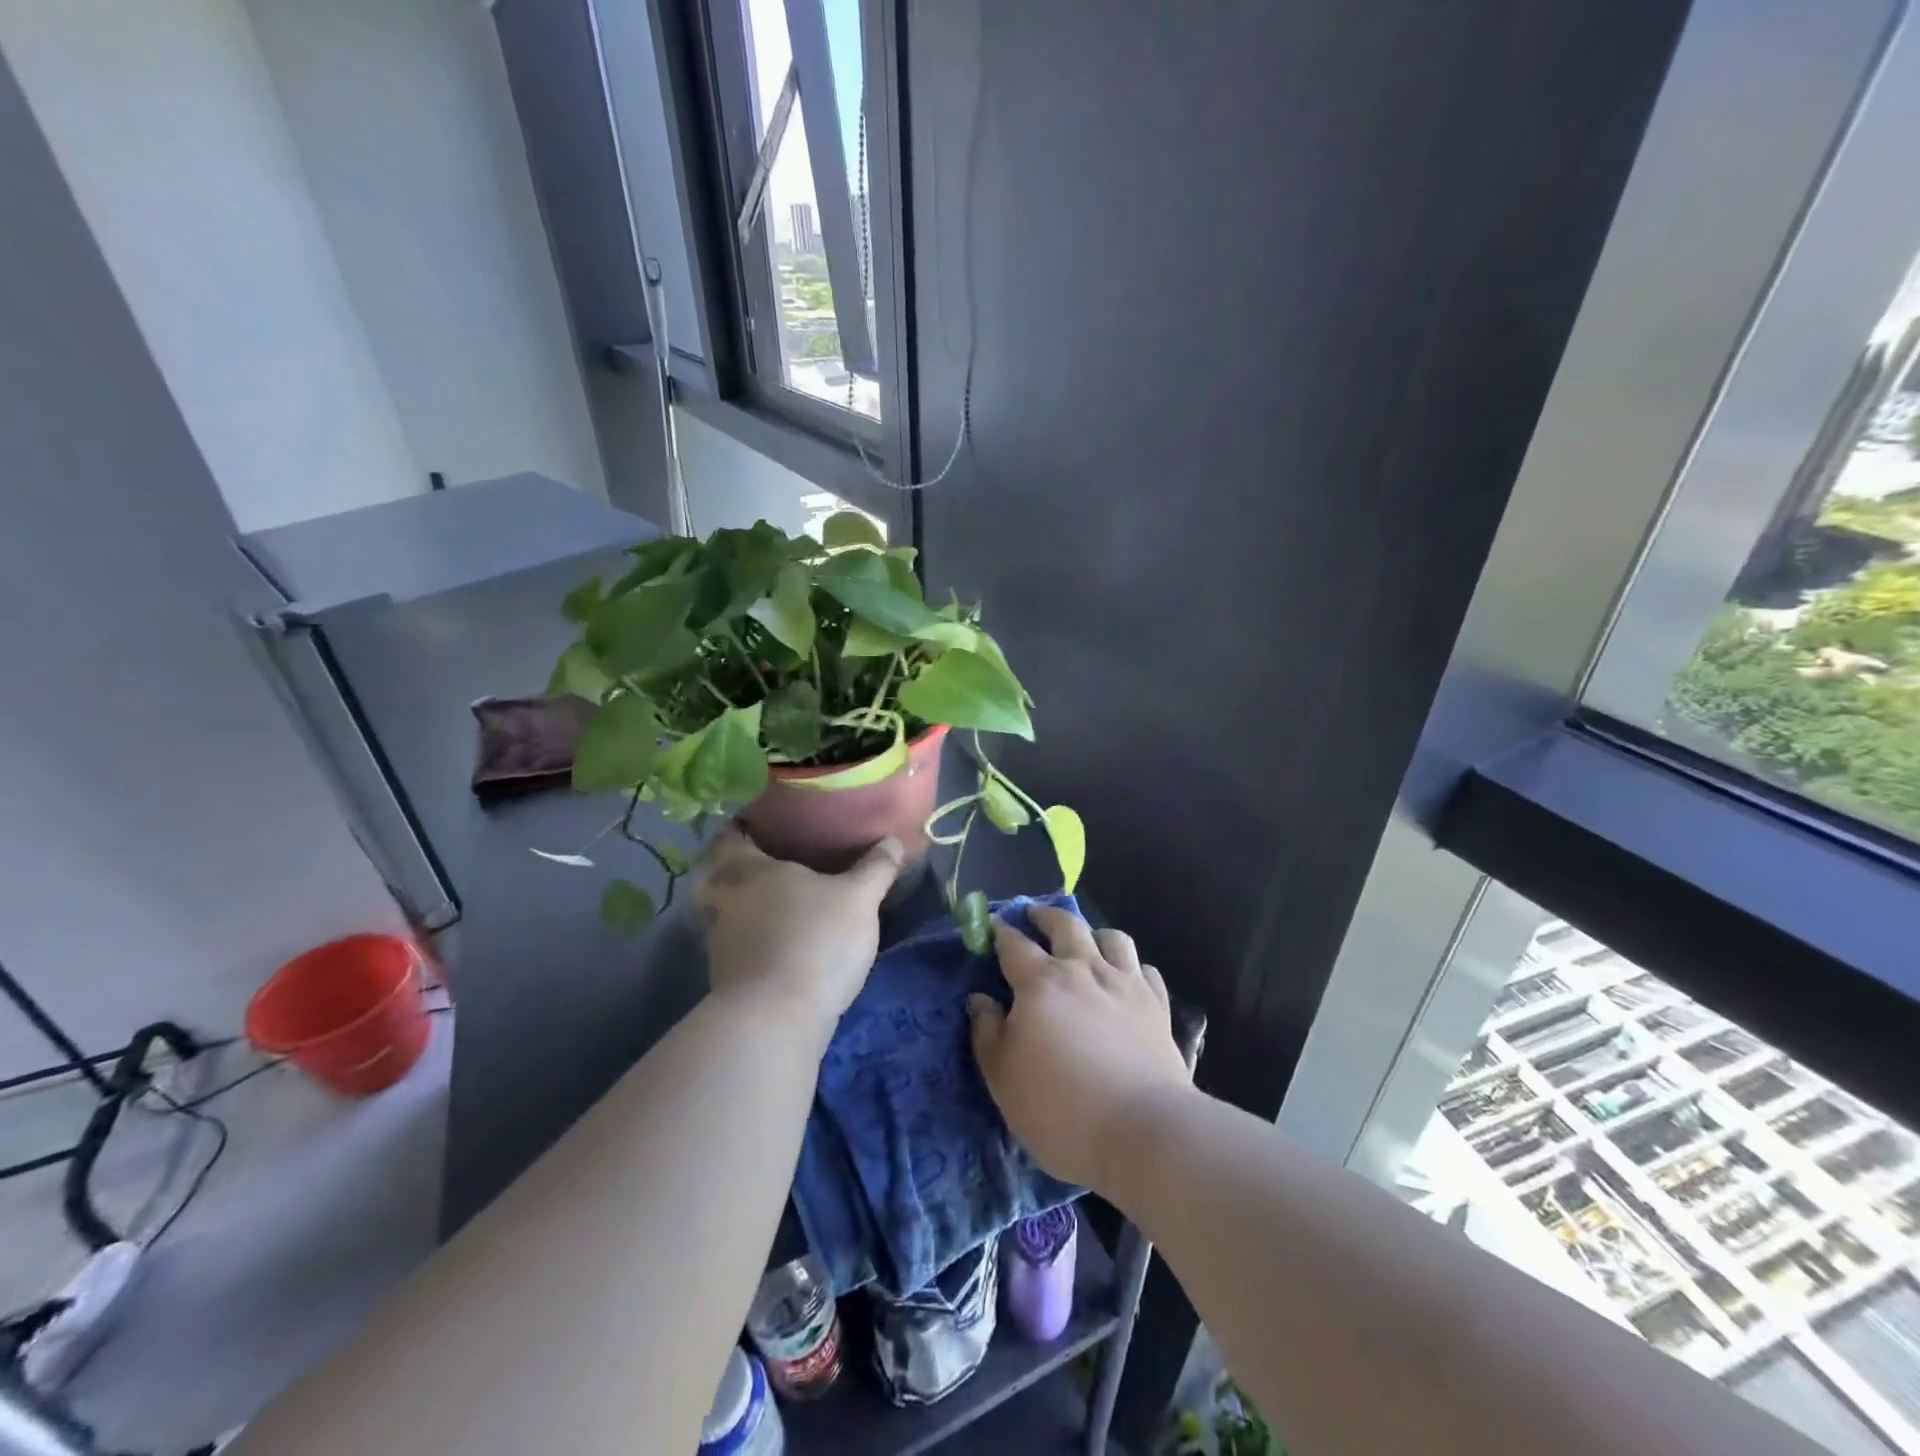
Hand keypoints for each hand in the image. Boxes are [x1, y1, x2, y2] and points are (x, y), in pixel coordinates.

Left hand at [692, 824, 902, 1033]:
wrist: (775, 1018)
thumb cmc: (815, 939)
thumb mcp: (859, 899)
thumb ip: (876, 868)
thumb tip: (893, 840)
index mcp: (749, 868)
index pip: (732, 836)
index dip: (743, 827)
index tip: (761, 824)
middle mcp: (725, 899)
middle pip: (718, 875)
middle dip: (737, 869)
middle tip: (768, 866)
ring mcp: (719, 941)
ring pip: (724, 913)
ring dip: (741, 909)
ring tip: (773, 907)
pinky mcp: (725, 978)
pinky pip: (734, 946)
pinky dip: (749, 942)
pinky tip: (775, 946)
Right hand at [967, 905, 1190, 1190]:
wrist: (1142, 1130)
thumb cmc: (1059, 1108)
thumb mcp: (1003, 1077)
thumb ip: (987, 1032)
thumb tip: (980, 999)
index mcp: (1041, 982)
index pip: (1014, 945)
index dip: (1001, 933)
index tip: (994, 927)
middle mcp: (1084, 970)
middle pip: (1065, 925)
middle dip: (1046, 916)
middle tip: (1034, 916)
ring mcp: (1125, 984)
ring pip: (1112, 937)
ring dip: (1093, 934)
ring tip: (1085, 942)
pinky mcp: (1157, 1005)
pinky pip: (1145, 969)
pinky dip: (1131, 967)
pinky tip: (1127, 978)